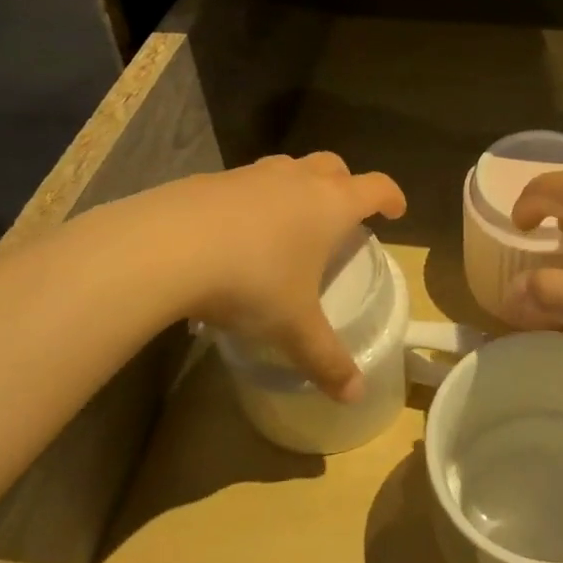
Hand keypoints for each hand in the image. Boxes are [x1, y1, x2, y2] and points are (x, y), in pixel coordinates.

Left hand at [151, 154, 405, 400]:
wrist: (166, 247)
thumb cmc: (251, 281)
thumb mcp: (293, 327)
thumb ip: (327, 359)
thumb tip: (356, 395)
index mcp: (330, 205)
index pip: (376, 187)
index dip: (391, 197)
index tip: (395, 211)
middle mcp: (297, 179)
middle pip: (334, 167)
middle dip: (345, 185)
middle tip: (341, 216)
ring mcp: (252, 174)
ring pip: (288, 168)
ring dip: (298, 187)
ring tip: (289, 222)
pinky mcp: (212, 179)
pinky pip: (246, 183)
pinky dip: (253, 199)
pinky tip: (235, 233)